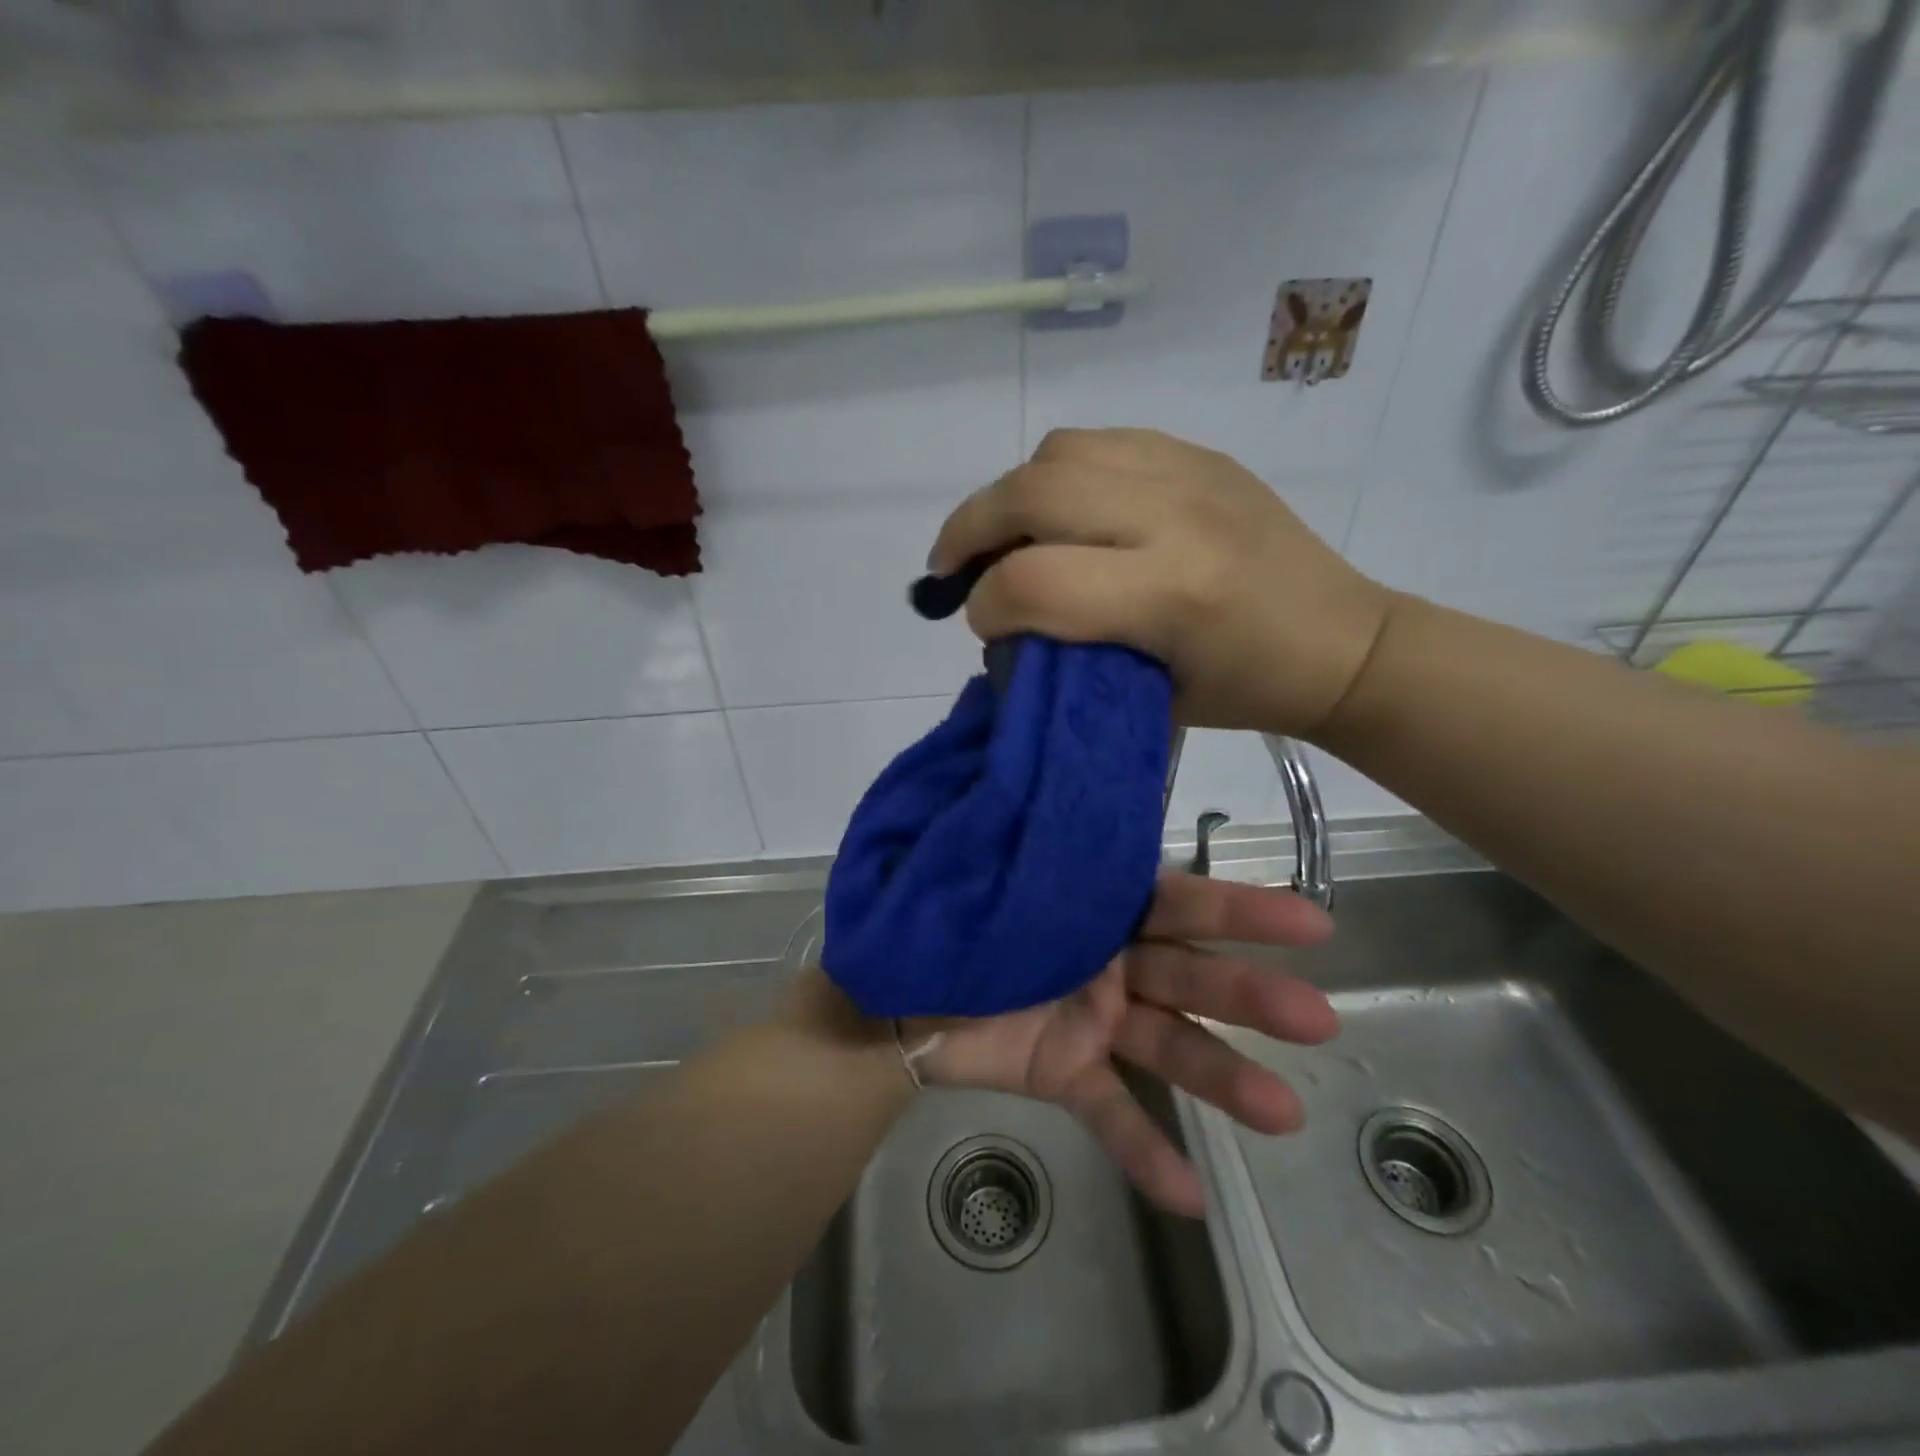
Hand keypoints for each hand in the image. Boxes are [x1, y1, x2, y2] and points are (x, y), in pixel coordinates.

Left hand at [904, 870, 1337, 1216]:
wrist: (891, 988)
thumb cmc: (943, 914)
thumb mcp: (987, 871)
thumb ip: (1034, 851)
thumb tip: (1076, 801)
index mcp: (1095, 904)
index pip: (1176, 900)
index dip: (1240, 908)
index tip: (1311, 921)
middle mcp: (1111, 960)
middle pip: (1188, 974)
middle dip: (1248, 993)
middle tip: (1317, 1020)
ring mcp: (1095, 1021)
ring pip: (1167, 1045)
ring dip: (1224, 1077)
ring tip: (1284, 1114)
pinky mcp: (1066, 1072)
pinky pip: (1110, 1112)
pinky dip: (1145, 1150)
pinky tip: (1189, 1196)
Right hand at [929, 427, 1396, 736]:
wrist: (1342, 639)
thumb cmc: (1245, 690)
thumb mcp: (1148, 697)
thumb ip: (1068, 656)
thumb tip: (1003, 624)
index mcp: (1171, 594)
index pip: (1034, 583)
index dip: (985, 607)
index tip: (982, 627)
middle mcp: (1175, 516)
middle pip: (1031, 494)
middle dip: (969, 531)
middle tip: (951, 568)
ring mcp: (1189, 473)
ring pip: (1057, 453)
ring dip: (1009, 495)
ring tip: (1002, 535)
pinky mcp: (1198, 454)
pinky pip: (1099, 441)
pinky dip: (1057, 473)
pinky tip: (1059, 510)